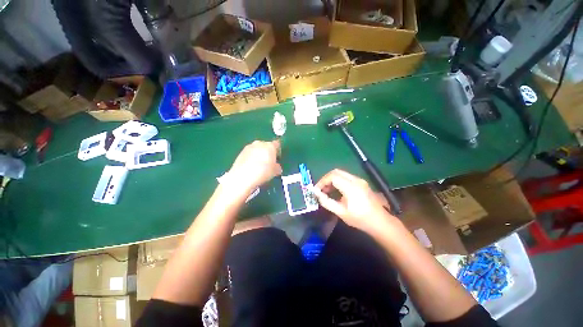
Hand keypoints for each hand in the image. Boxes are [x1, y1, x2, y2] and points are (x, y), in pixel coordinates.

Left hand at [227, 140, 281, 192]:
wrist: (242, 177)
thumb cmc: (262, 173)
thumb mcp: (274, 172)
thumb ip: (277, 167)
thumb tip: (277, 167)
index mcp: (270, 146)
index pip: (277, 144)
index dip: (278, 151)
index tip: (278, 158)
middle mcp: (259, 143)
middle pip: (266, 146)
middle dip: (268, 152)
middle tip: (269, 163)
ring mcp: (249, 147)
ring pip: (257, 149)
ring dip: (259, 155)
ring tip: (259, 166)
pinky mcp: (240, 153)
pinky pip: (249, 154)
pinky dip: (251, 158)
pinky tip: (251, 167)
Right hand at [314, 169, 399, 234]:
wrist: (380, 222)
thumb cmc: (360, 219)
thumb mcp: (341, 212)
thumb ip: (327, 201)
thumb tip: (316, 193)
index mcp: (351, 187)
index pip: (332, 176)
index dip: (322, 181)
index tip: (317, 190)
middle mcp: (356, 180)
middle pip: (336, 172)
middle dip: (326, 179)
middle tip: (321, 189)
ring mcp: (360, 180)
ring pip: (341, 173)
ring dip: (332, 180)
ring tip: (327, 191)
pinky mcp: (361, 182)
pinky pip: (346, 177)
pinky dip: (338, 181)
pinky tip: (336, 191)